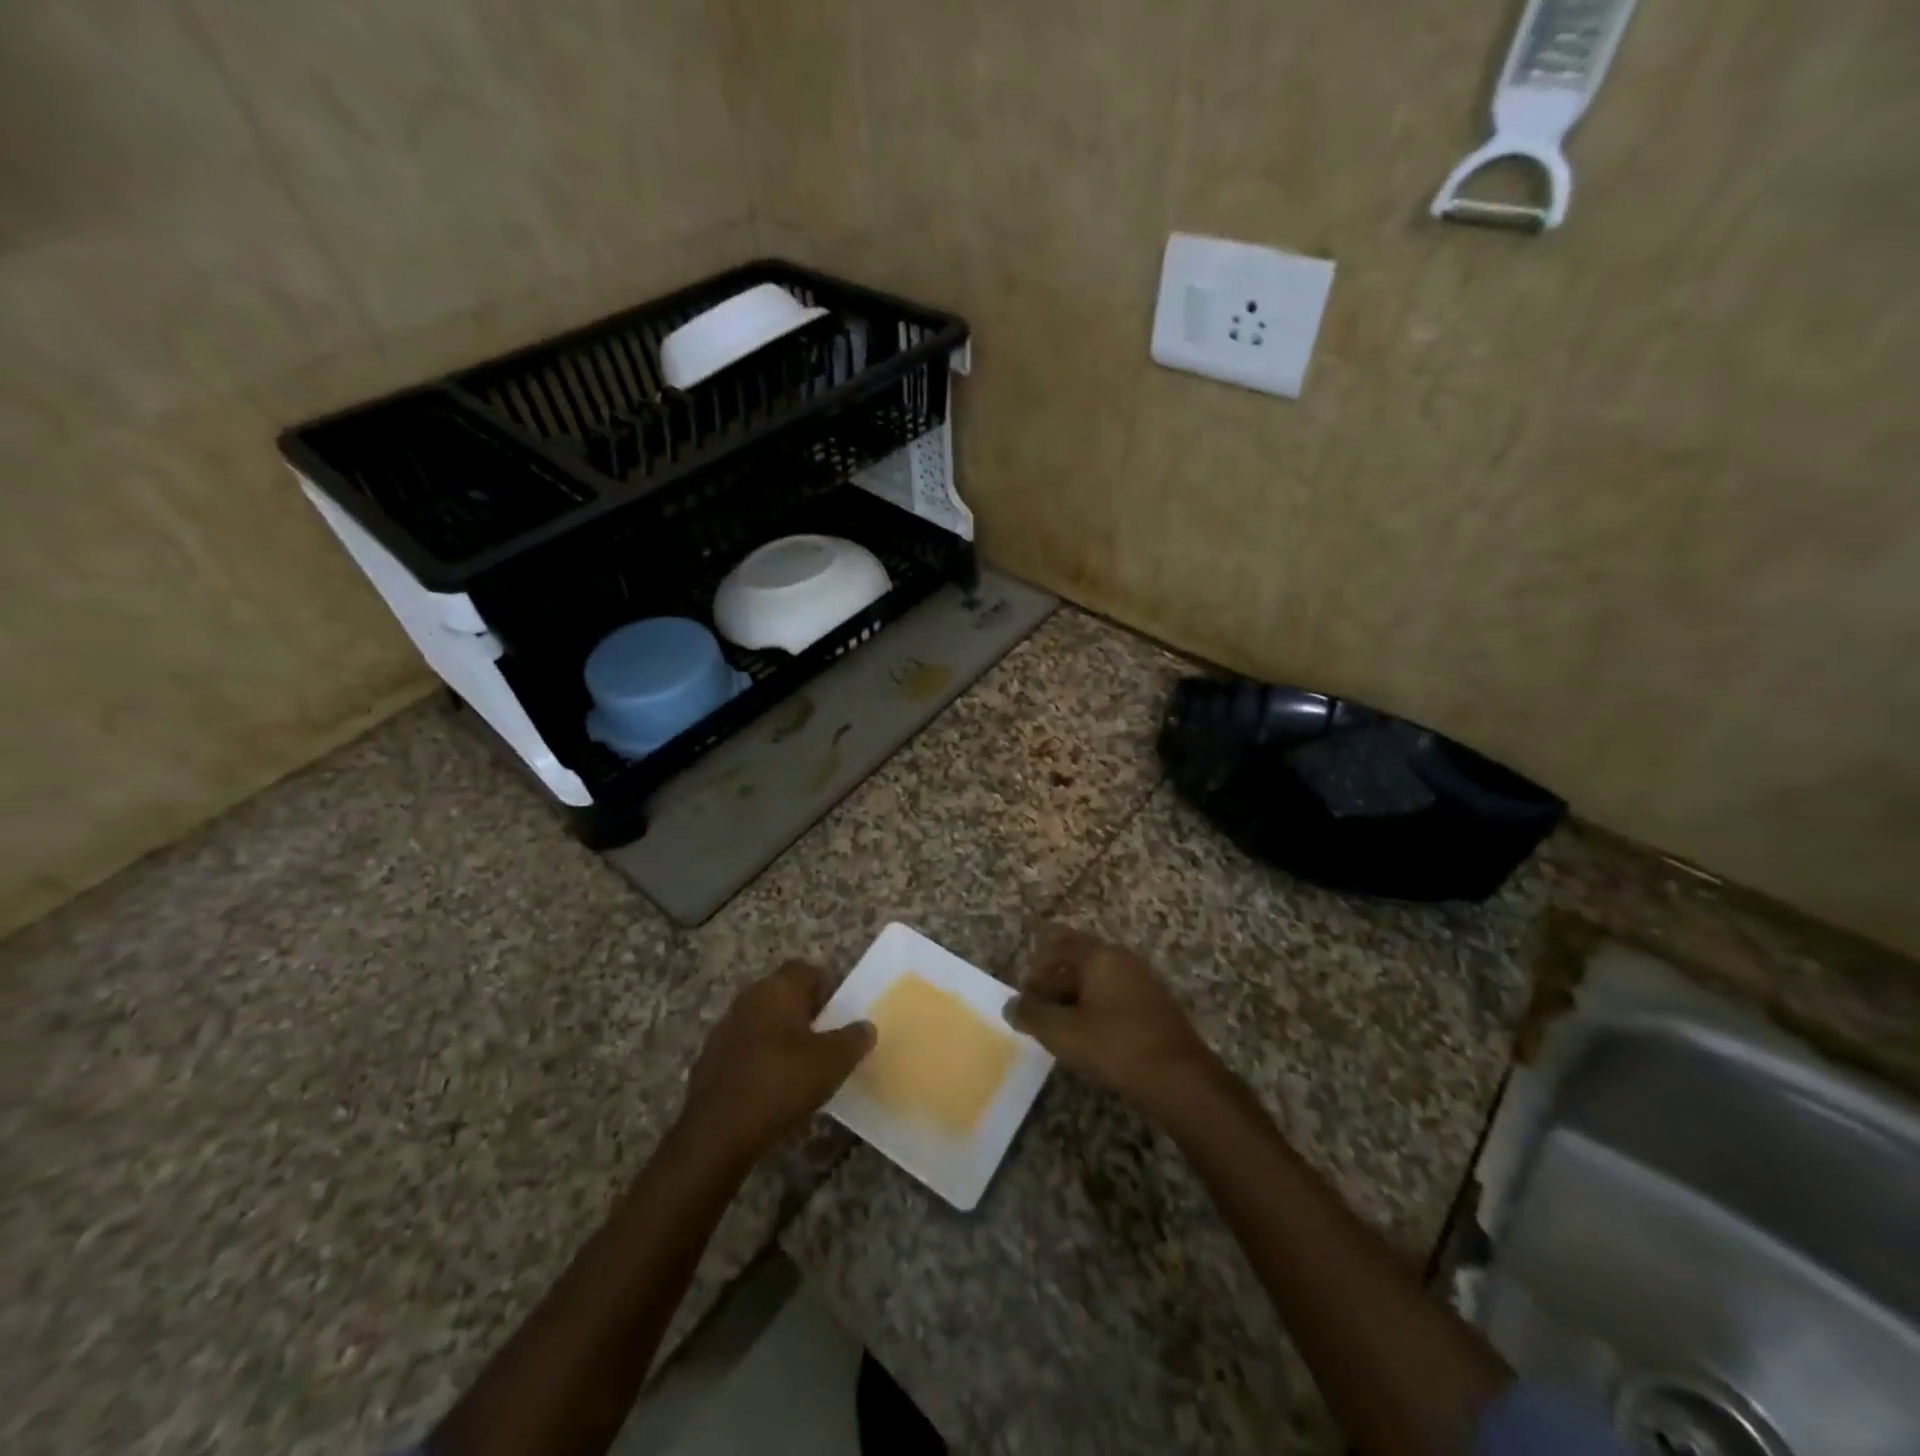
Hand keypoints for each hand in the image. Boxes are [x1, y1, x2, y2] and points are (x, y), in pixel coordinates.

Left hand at [680, 960, 874, 1163]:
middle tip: (826, 1037)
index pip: (805, 969)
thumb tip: (866, 1027)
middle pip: (782, 994)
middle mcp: (748, 999)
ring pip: (762, 1021)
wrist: (718, 1132)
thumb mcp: (833, 1062)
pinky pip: (745, 1049)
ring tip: (801, 1064)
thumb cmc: (782, 1082)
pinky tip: (773, 1086)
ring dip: (780, 1035)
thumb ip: (854, 1039)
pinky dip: (760, 1059)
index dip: (825, 985)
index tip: (839, 1011)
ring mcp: (724, 1029)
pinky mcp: (710, 1061)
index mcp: (777, 989)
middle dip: (804, 1011)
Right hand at [1006, 928, 1221, 1120]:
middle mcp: (1122, 960)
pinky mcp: (1154, 1006)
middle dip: (1053, 984)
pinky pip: (1115, 997)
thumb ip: (1032, 1015)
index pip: (1060, 942)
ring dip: (1074, 999)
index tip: (1025, 993)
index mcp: (1100, 956)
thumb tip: (1010, 1005)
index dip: (1037, 964)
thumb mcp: (1063, 1032)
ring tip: (1060, 1030)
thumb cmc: (1115, 1045)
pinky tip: (1090, 1040)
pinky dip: (1096, 1010)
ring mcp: (1142, 981)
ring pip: (1097, 981)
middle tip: (1038, 1014)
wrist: (1180, 1078)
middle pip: (1078, 960)